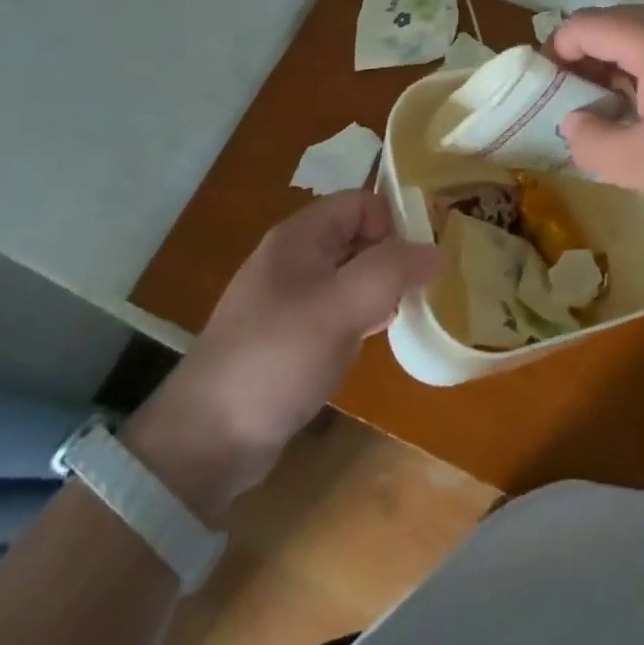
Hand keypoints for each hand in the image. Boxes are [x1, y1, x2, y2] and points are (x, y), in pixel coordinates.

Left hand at [122, 189, 438, 523]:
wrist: (205, 442)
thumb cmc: (276, 358)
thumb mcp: (340, 307)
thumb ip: (392, 271)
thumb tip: (438, 250)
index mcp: (299, 236)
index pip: (361, 202)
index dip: (392, 224)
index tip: (415, 264)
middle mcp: (293, 258)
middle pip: (357, 236)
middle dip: (391, 258)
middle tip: (417, 293)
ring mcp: (288, 298)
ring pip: (349, 274)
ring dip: (379, 290)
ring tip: (403, 317)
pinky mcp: (288, 335)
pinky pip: (336, 309)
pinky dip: (360, 317)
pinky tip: (372, 341)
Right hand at [553, 4, 643, 223]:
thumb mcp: (642, 163)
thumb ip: (590, 142)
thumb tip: (574, 121)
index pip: (581, 25)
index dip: (556, 55)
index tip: (552, 95)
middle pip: (612, 23)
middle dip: (587, 61)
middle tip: (585, 108)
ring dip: (621, 64)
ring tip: (624, 112)